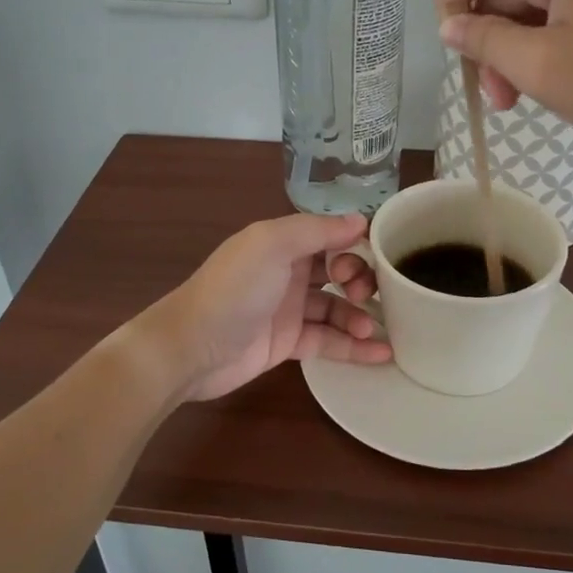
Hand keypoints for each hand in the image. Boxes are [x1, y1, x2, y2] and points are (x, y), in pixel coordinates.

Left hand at [146, 213, 387, 401]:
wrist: (191, 347)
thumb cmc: (233, 289)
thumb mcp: (272, 244)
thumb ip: (317, 230)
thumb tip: (361, 220)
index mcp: (283, 242)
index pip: (330, 236)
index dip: (355, 244)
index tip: (378, 257)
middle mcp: (288, 272)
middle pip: (338, 271)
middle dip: (361, 280)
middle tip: (368, 295)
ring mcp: (288, 309)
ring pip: (336, 308)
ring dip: (360, 315)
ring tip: (373, 328)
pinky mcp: (288, 344)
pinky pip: (328, 341)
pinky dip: (354, 347)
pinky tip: (381, 353)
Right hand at [435, 0, 572, 155]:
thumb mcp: (541, 67)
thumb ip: (485, 41)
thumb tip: (449, 26)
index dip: (449, 0)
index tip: (459, 51)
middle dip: (486, 37)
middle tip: (497, 95)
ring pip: (527, 2)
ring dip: (512, 48)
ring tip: (518, 98)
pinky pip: (557, 11)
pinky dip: (540, 44)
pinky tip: (546, 80)